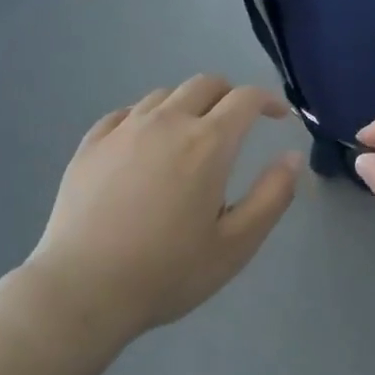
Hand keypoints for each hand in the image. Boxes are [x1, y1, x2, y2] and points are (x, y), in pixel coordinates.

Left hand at [24, 75, 300, 344]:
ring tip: (191, 135)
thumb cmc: (167, 272)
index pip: (246, 99)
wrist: (82, 290)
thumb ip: (272, 196)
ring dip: (188, 104)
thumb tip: (292, 156)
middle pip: (205, 84)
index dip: (269, 100)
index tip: (279, 116)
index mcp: (208, 143)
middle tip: (237, 123)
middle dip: (230, 95)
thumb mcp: (236, 245)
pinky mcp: (91, 143)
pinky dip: (147, 117)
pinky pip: (126, 112)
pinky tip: (144, 143)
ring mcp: (124, 129)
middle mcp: (167, 122)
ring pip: (165, 94)